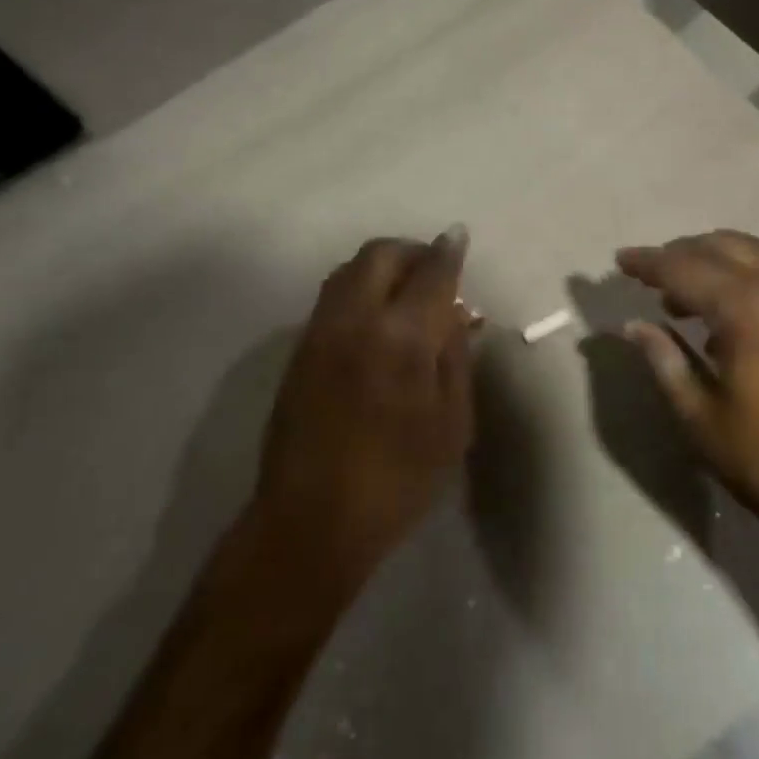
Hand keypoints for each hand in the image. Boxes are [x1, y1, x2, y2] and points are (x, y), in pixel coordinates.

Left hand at [251, 228, 475, 597]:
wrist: (311, 521)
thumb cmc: (397, 481)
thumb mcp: (451, 425)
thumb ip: (454, 359)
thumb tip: (455, 314)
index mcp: (401, 338)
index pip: (431, 274)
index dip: (448, 252)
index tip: (458, 237)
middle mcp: (355, 320)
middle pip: (380, 255)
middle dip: (411, 251)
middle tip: (435, 269)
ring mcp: (320, 331)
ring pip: (350, 270)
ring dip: (382, 266)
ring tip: (407, 290)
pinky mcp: (300, 349)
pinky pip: (333, 295)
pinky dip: (360, 287)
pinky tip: (377, 317)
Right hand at [617, 231, 758, 569]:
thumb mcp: (705, 420)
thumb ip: (665, 361)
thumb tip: (634, 326)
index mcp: (751, 305)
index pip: (684, 266)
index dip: (647, 263)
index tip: (620, 261)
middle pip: (722, 246)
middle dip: (681, 255)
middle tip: (650, 279)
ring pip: (756, 254)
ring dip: (716, 264)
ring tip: (685, 299)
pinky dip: (749, 278)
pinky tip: (735, 317)